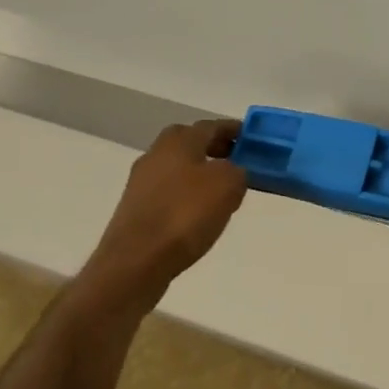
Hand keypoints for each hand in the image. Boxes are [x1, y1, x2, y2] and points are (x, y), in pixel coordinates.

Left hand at [89, 120, 247, 301]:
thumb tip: (233, 171)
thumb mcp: (228, 185)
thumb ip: (238, 170)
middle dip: (217, 151)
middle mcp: (156, 153)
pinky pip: (170, 194)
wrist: (135, 262)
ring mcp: (142, 182)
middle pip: (193, 145)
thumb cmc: (185, 214)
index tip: (253, 139)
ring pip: (180, 170)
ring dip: (202, 175)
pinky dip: (187, 198)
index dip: (235, 131)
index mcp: (178, 139)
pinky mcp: (136, 210)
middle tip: (241, 163)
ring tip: (225, 193)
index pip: (213, 126)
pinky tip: (200, 216)